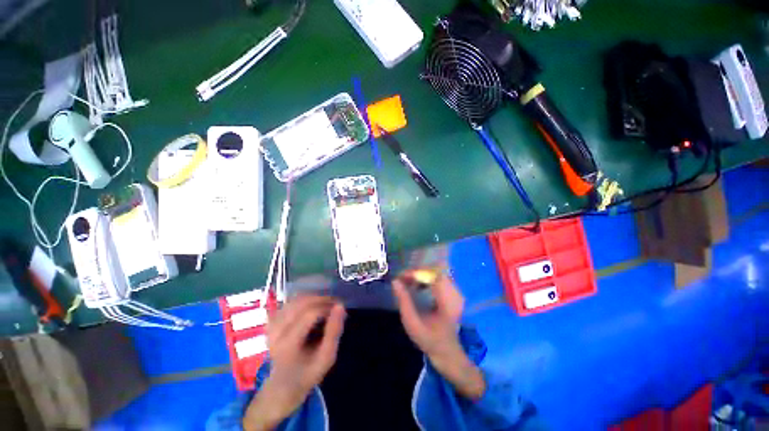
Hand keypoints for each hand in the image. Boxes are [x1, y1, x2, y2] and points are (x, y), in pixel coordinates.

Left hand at [243, 296, 344, 430]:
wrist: (282, 385)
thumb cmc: (307, 373)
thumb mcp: (326, 358)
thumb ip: (334, 332)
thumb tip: (340, 305)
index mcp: (288, 344)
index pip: (310, 314)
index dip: (327, 307)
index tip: (340, 309)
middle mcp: (276, 331)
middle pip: (302, 302)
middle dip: (322, 299)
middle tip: (335, 304)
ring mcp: (272, 324)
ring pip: (296, 299)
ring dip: (315, 298)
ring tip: (327, 305)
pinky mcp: (272, 320)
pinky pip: (291, 302)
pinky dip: (306, 300)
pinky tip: (314, 308)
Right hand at [393, 270, 484, 399]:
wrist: (447, 352)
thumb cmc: (429, 340)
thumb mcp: (412, 324)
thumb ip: (404, 301)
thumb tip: (395, 281)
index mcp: (447, 302)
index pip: (433, 276)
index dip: (417, 273)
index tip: (402, 277)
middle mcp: (455, 293)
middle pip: (435, 271)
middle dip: (417, 272)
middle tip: (403, 279)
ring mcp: (456, 292)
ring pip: (437, 272)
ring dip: (421, 274)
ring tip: (409, 282)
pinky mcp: (454, 292)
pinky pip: (439, 277)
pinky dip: (427, 278)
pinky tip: (419, 286)